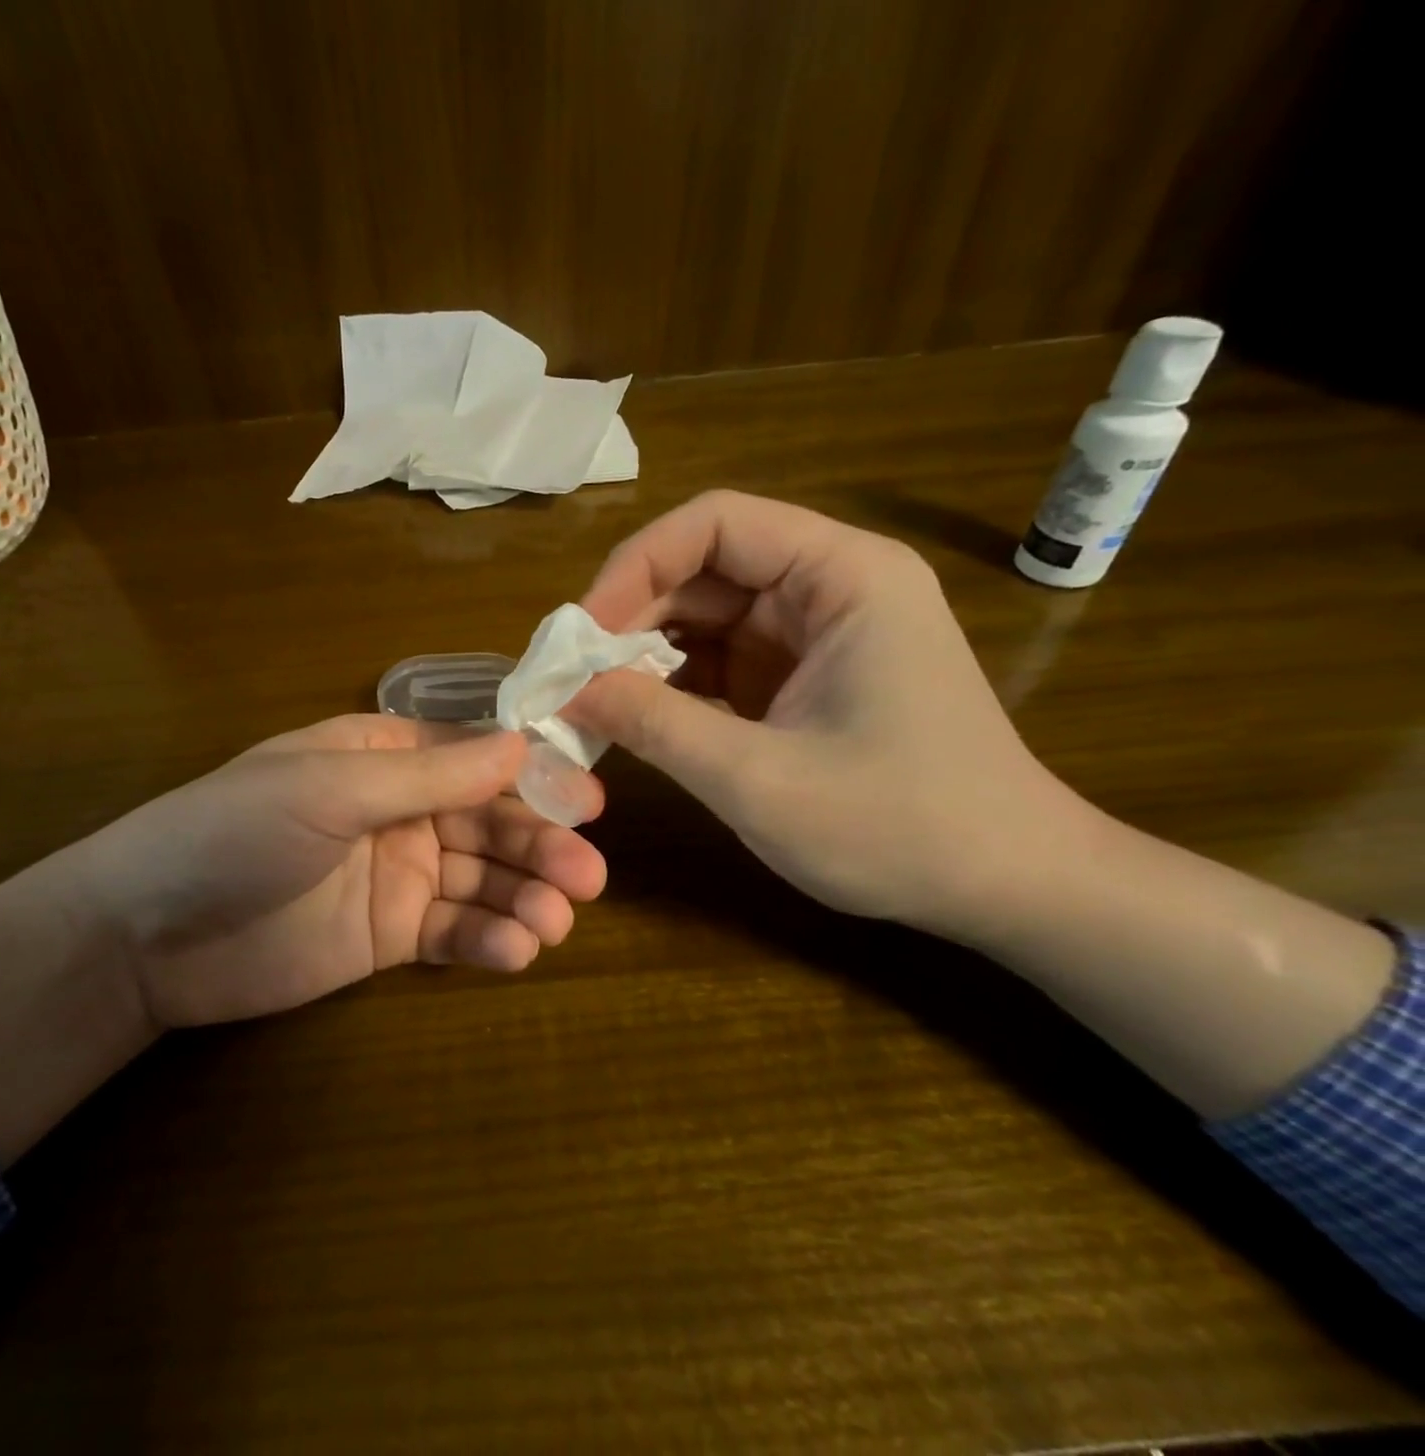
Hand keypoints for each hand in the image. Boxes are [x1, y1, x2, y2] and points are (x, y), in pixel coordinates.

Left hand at [67, 715, 607, 1030]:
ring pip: (480, 880)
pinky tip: (516, 950)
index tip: (587, 802)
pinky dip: (488, 939)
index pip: (475, 756)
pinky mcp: (389, 936)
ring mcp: (397, 874)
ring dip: (524, 897)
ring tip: (556, 922)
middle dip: (538, 846)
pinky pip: (453, 931)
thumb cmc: (234, 833)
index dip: (532, 776)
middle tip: (588, 877)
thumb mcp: (331, 790)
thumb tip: (522, 743)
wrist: (148, 936)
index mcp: (383, 756)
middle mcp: (400, 810)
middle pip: (488, 822)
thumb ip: (428, 774)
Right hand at [567, 490, 1080, 938]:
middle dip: (629, 618)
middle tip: (569, 677)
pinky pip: (720, 662)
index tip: (580, 633)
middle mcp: (830, 587)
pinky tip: (636, 719)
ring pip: (705, 618)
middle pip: (703, 570)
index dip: (634, 567)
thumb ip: (655, 724)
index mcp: (842, 577)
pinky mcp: (804, 678)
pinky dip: (673, 687)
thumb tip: (566, 689)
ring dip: (644, 656)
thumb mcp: (758, 779)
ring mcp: (817, 635)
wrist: (1009, 887)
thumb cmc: (900, 828)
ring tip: (591, 702)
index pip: (714, 524)